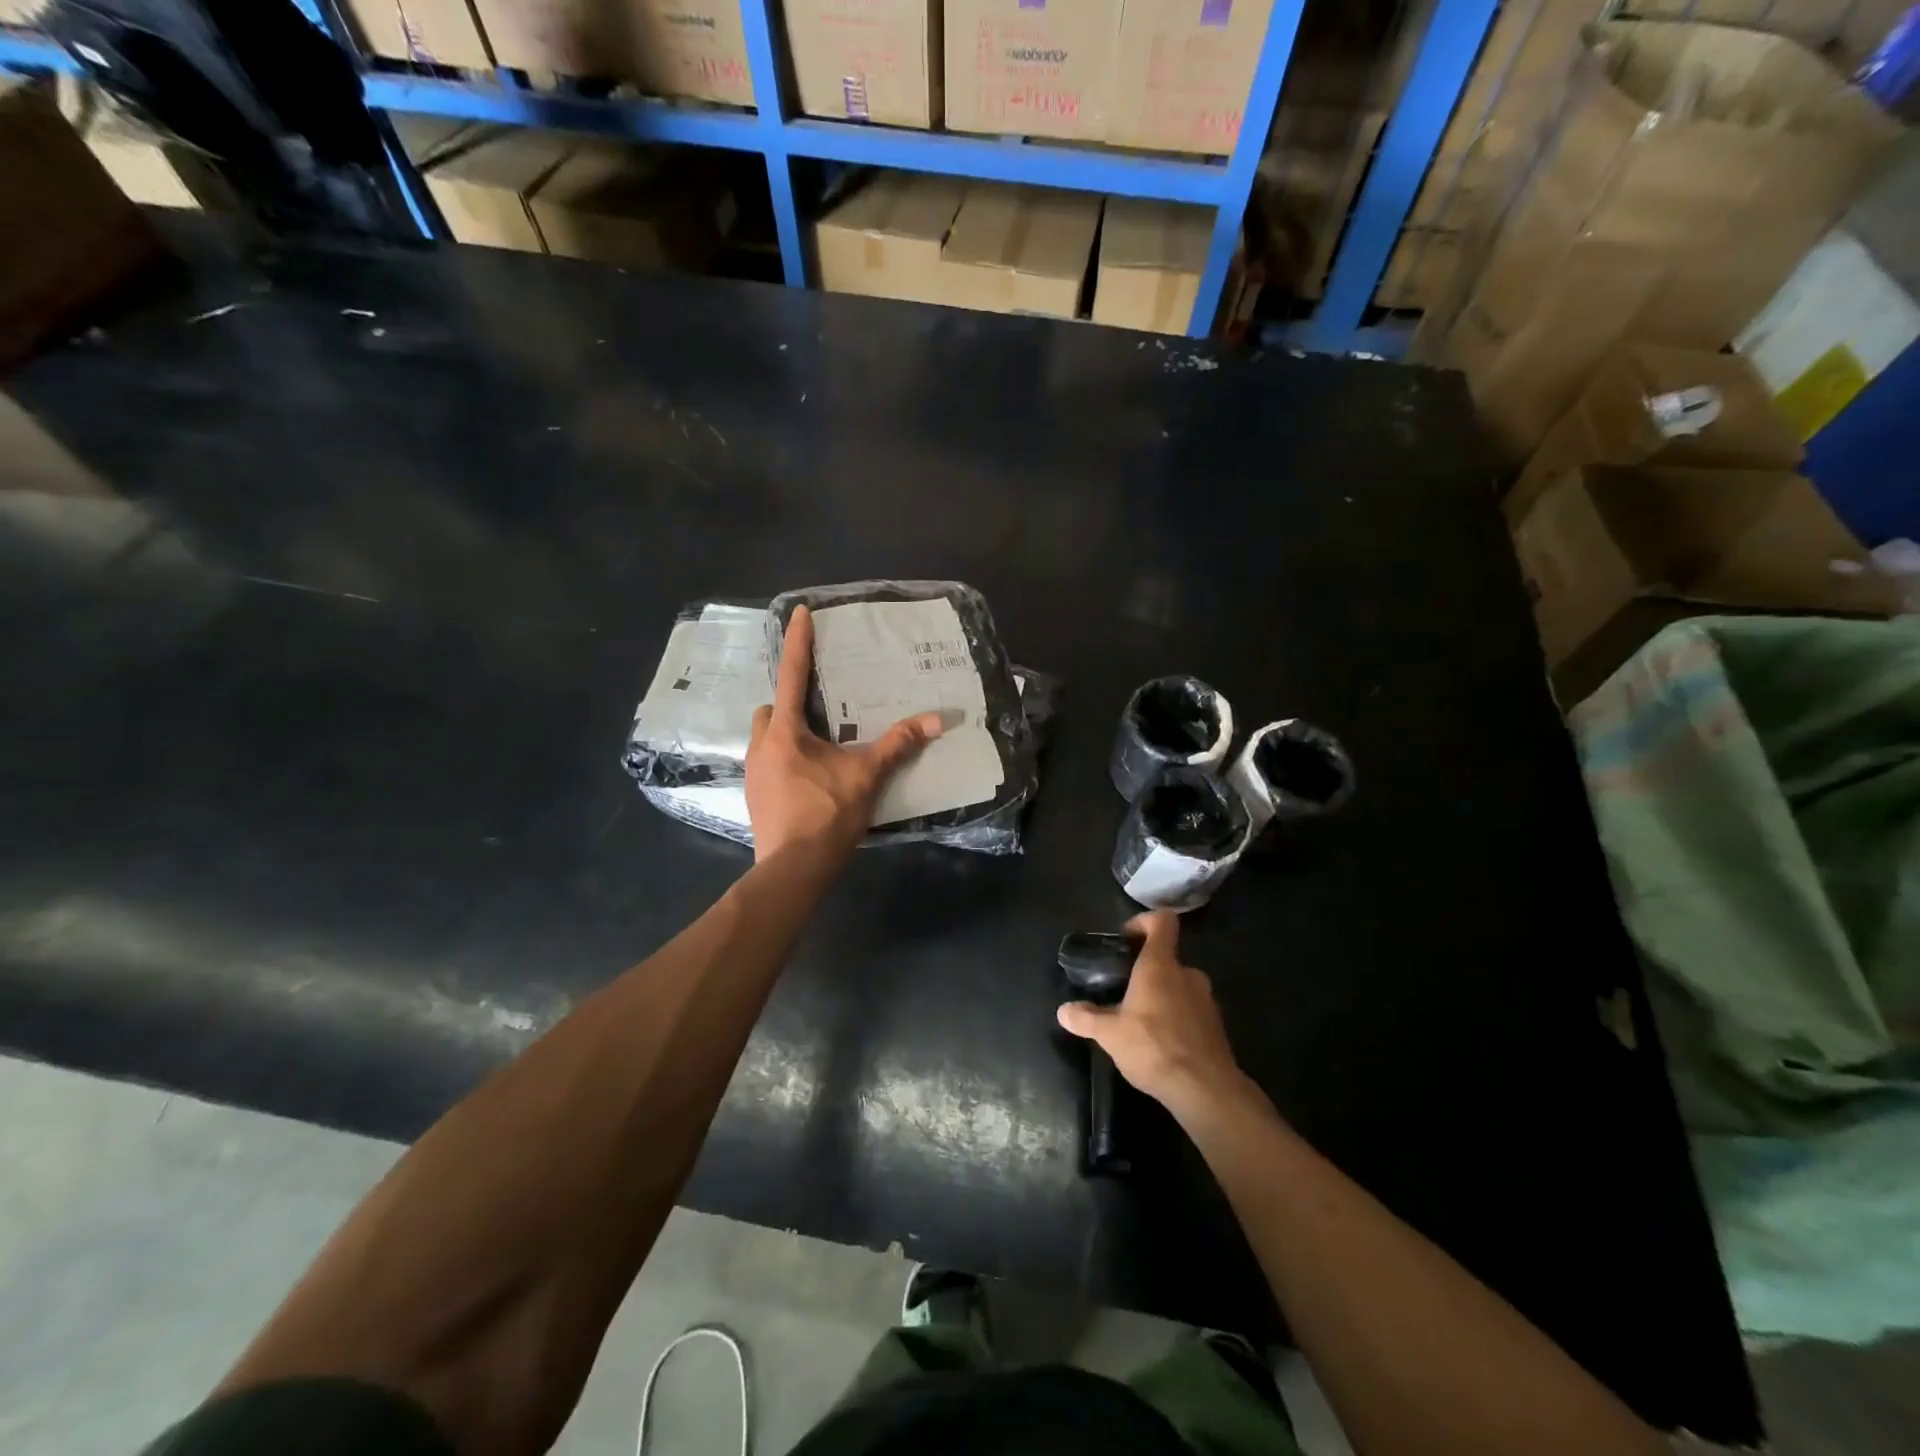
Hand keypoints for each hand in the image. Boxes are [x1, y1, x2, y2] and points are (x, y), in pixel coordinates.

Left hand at [746, 605, 944, 862]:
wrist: (793, 870)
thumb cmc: (827, 815)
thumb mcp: (867, 776)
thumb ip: (899, 745)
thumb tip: (938, 720)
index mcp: (786, 733)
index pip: (791, 675)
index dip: (796, 642)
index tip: (799, 612)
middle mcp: (762, 747)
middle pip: (771, 710)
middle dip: (789, 704)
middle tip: (819, 713)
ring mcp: (753, 774)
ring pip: (766, 738)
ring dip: (786, 735)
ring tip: (818, 748)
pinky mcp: (754, 798)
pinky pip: (767, 764)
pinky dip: (785, 761)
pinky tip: (808, 779)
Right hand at [1056, 912, 1247, 1117]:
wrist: (1205, 1090)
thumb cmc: (1154, 1047)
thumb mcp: (1110, 1034)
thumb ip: (1086, 1018)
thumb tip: (1063, 1010)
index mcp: (1160, 965)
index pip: (1161, 921)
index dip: (1143, 922)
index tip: (1126, 940)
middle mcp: (1187, 974)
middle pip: (1167, 957)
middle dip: (1146, 971)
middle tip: (1124, 991)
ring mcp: (1206, 999)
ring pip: (1180, 985)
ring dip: (1162, 995)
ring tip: (1141, 1021)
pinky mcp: (1216, 1025)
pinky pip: (1192, 1009)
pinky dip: (1177, 1017)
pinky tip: (1162, 1043)